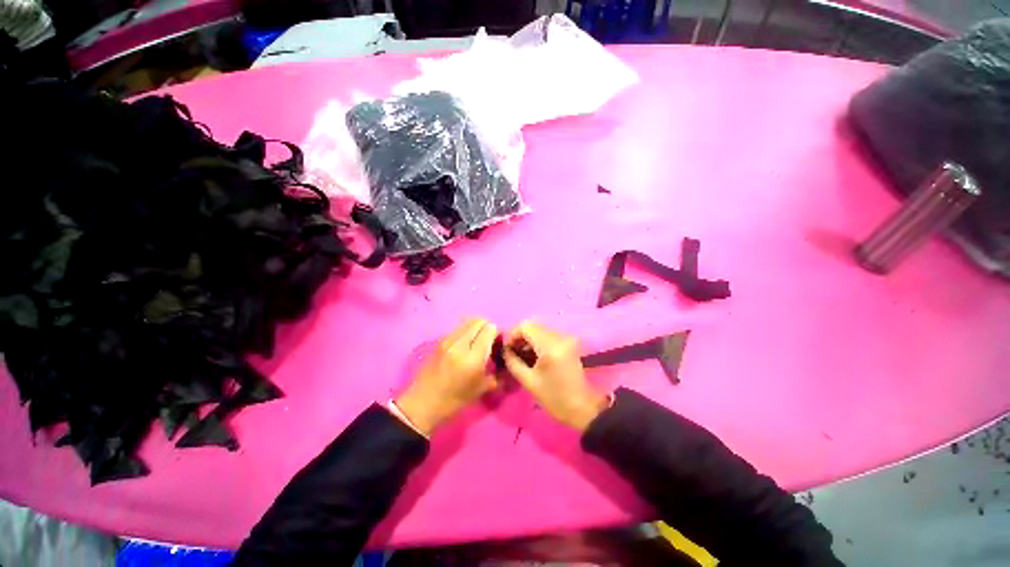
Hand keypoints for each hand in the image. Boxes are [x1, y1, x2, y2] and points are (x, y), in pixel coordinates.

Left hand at [395, 318, 498, 435]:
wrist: (422, 403)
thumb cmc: (454, 400)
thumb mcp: (481, 389)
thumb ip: (496, 373)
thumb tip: (503, 361)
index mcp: (473, 357)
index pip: (490, 329)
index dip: (497, 333)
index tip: (498, 344)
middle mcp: (460, 344)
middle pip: (479, 321)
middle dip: (488, 328)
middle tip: (489, 341)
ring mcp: (447, 340)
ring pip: (467, 321)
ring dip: (476, 327)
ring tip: (477, 341)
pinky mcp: (439, 340)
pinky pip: (458, 328)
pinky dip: (465, 331)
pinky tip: (465, 345)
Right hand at [503, 321, 608, 431]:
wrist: (583, 407)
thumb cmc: (554, 398)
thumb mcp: (529, 382)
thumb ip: (513, 362)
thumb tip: (505, 351)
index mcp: (549, 347)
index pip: (526, 326)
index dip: (513, 334)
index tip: (507, 349)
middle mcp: (559, 337)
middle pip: (533, 325)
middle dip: (520, 336)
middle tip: (512, 351)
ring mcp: (565, 339)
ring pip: (540, 329)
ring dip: (528, 338)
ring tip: (521, 354)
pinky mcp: (568, 343)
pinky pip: (548, 335)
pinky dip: (537, 340)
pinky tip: (533, 355)